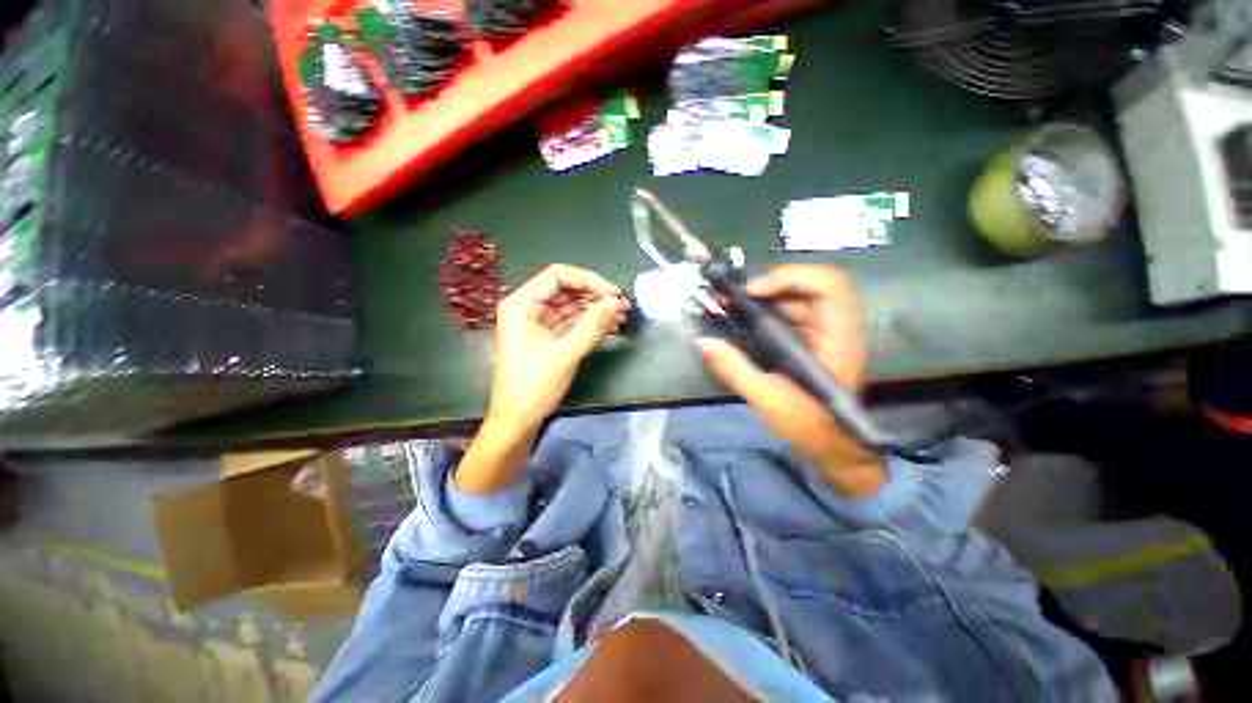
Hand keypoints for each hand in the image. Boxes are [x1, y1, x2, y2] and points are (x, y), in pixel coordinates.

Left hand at [488, 264, 629, 432]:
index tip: (613, 293)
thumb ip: (592, 326)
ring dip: (596, 309)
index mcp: (520, 304)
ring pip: (572, 305)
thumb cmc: (534, 386)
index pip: (557, 276)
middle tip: (623, 304)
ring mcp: (538, 322)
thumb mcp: (565, 354)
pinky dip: (591, 322)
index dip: (588, 280)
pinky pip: (572, 321)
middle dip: (595, 295)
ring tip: (622, 314)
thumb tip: (616, 301)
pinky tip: (611, 325)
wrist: (518, 420)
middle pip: (566, 289)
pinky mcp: (548, 336)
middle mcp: (528, 307)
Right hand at [697, 265, 884, 497]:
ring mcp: (823, 332)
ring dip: (764, 295)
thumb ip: (735, 369)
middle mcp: (834, 327)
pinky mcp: (811, 340)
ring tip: (730, 302)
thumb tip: (702, 342)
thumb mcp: (768, 400)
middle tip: (736, 295)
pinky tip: (741, 317)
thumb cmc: (808, 426)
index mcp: (836, 338)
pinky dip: (764, 309)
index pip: (828, 285)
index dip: (790, 277)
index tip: (753, 291)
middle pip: (810, 283)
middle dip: (771, 283)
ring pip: (797, 296)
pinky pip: (789, 312)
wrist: (831, 447)